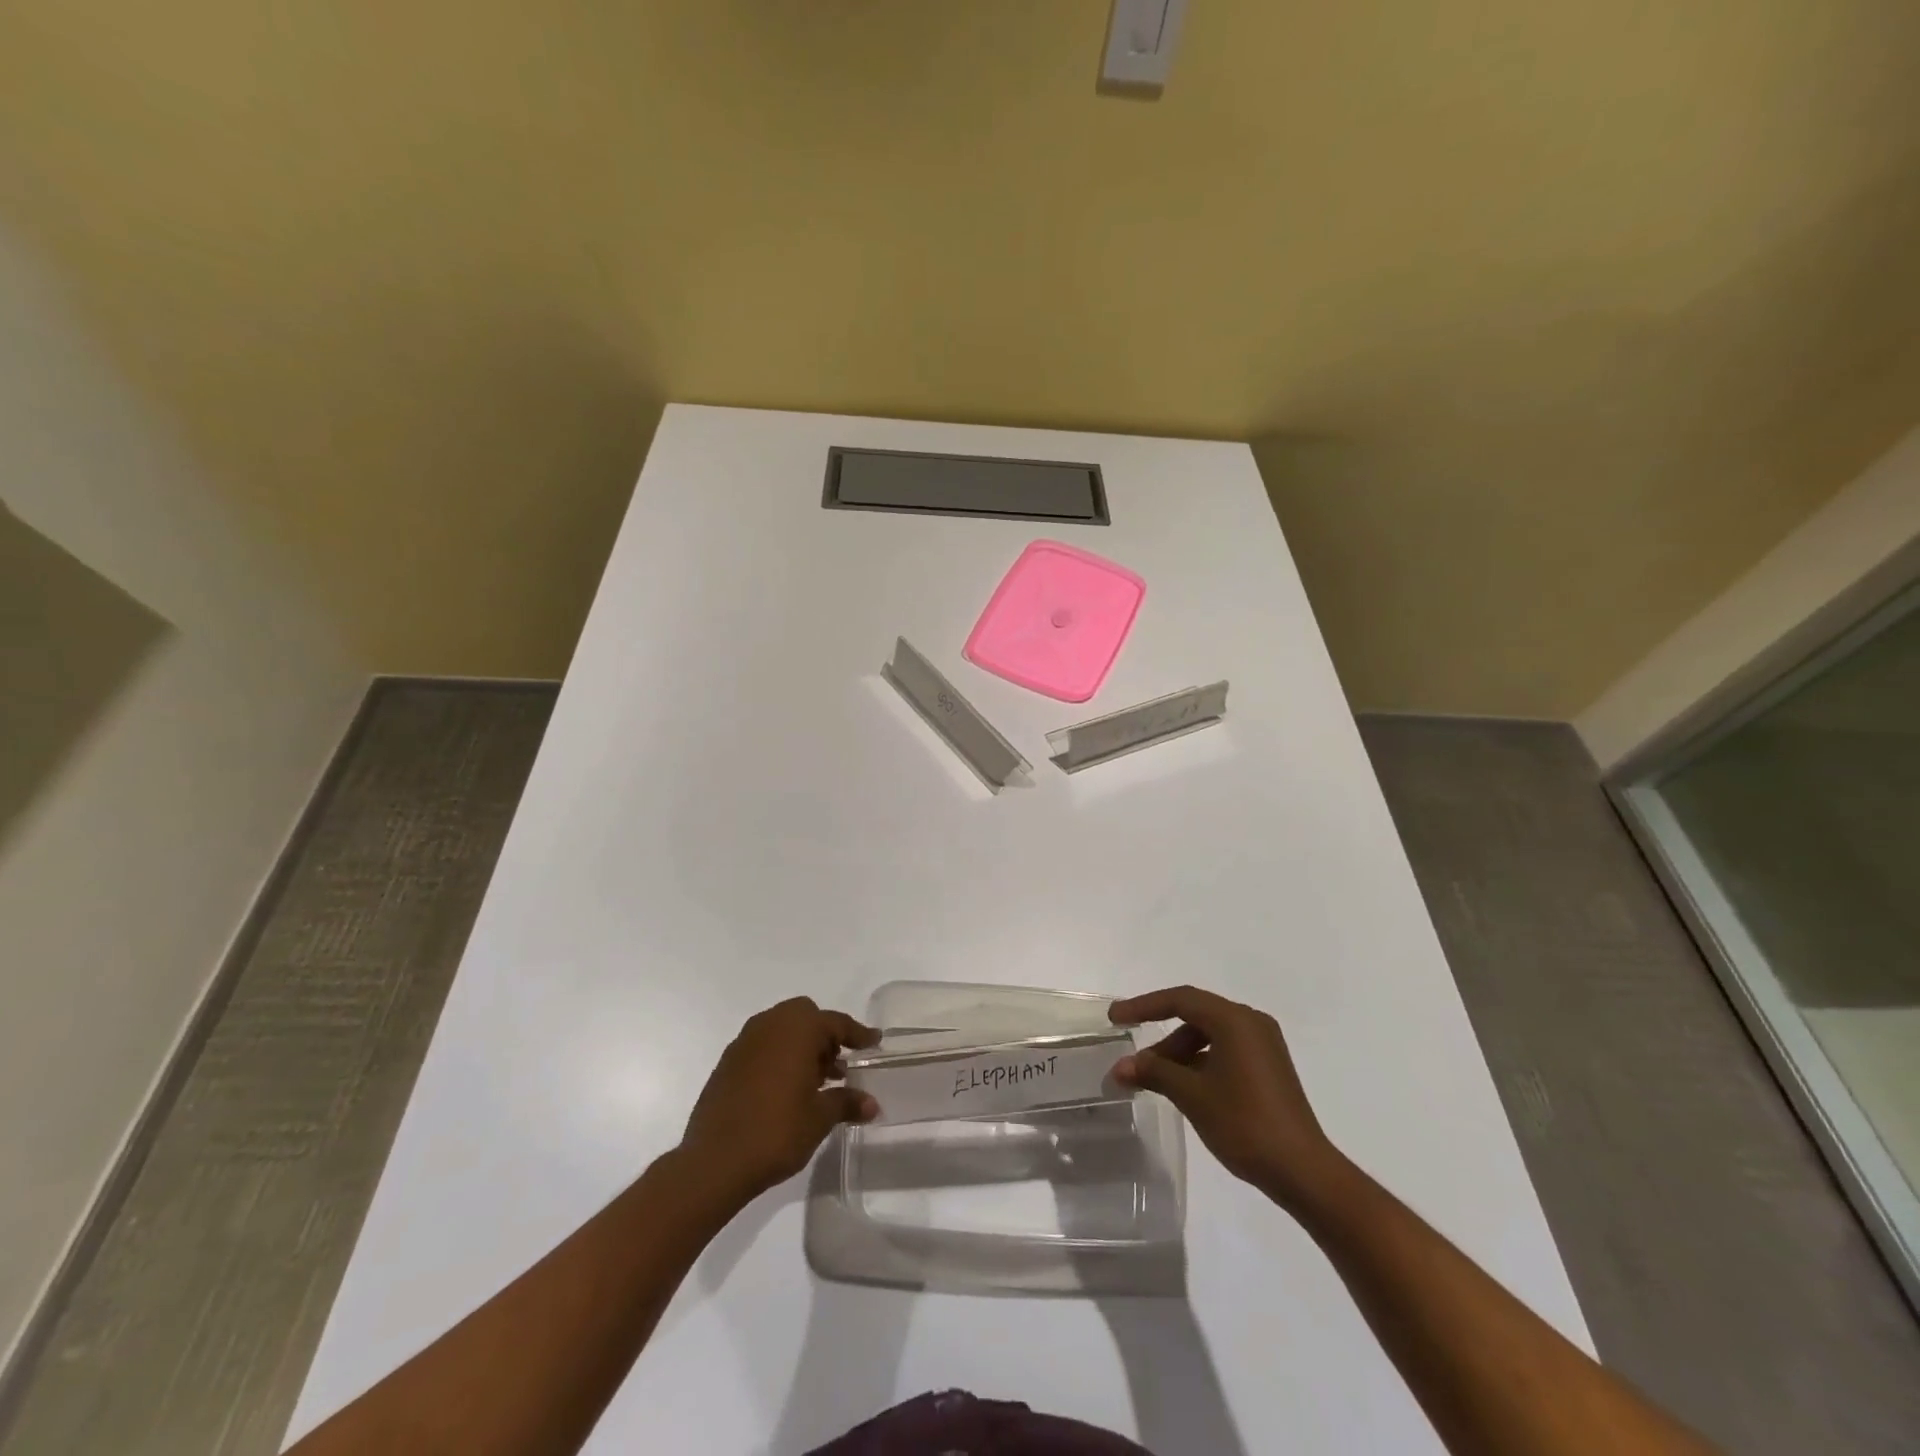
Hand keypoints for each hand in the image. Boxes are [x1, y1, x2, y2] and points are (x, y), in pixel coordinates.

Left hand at [679, 997, 878, 1201]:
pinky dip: (778, 1057)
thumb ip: (847, 1103)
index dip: (858, 1034)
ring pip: (781, 1029)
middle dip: (824, 1035)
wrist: (714, 1162)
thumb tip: (872, 1104)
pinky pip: (762, 1046)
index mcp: (797, 1029)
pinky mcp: (727, 1063)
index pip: (836, 1023)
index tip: (874, 1042)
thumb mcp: (819, 1118)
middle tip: (837, 1065)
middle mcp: (770, 1025)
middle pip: (805, 1015)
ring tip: (814, 1082)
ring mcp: (744, 1042)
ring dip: (800, 1046)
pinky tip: (785, 1090)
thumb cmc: (776, 1131)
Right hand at [1110, 986, 1342, 1211]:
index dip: (1143, 1006)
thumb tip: (1121, 1067)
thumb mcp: (1192, 1095)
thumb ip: (1154, 1073)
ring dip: (1180, 1054)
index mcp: (1234, 1020)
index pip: (1180, 999)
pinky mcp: (1269, 1068)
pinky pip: (1225, 1051)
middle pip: (1195, 1016)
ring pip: (1209, 1036)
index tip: (1115, 1017)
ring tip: (1157, 1083)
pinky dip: (1201, 1063)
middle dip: (1162, 1039)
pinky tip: (1186, 1089)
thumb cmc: (1244, 1123)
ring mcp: (1264, 1046)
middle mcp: (1251, 1023)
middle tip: (1136, 1062)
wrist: (1303, 1172)